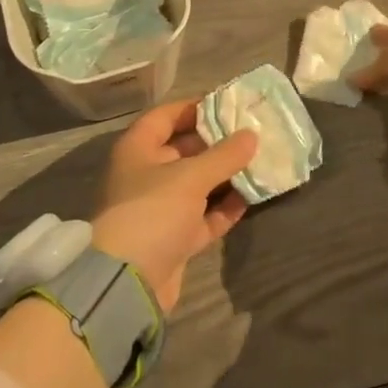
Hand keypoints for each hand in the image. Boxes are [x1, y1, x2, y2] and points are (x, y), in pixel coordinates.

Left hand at [91, 99, 256, 312]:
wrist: (126, 284)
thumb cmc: (152, 212)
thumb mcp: (190, 177)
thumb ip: (224, 155)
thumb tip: (251, 135)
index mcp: (137, 150)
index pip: (165, 116)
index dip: (194, 107)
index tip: (229, 103)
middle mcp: (145, 175)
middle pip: (184, 150)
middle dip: (218, 143)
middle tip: (254, 132)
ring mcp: (159, 209)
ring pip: (197, 184)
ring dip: (225, 176)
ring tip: (260, 161)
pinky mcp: (173, 238)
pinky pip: (203, 215)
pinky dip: (224, 207)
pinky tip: (252, 197)